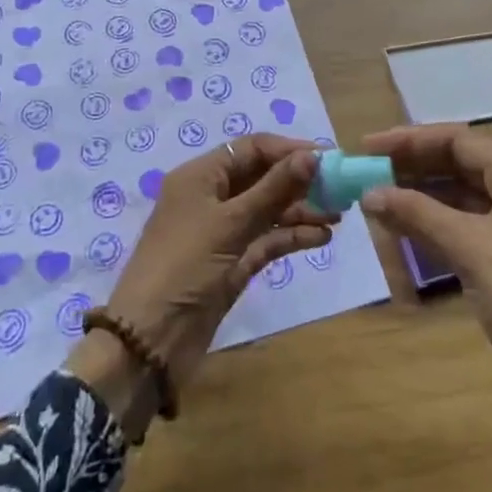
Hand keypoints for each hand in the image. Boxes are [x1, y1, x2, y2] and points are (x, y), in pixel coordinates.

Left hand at [67, 135, 330, 437]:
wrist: (151, 341)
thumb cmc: (185, 266)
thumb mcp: (230, 223)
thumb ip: (273, 189)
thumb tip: (312, 155)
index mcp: (200, 176)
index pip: (251, 150)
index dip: (289, 150)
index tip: (328, 158)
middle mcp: (211, 197)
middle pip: (262, 178)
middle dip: (299, 181)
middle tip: (340, 188)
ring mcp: (223, 232)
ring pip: (268, 210)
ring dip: (301, 209)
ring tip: (338, 214)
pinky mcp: (233, 263)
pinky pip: (267, 239)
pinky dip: (292, 235)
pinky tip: (320, 237)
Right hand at [358, 124, 491, 491]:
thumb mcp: (470, 250)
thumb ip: (417, 213)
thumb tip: (370, 192)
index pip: (459, 140)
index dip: (409, 141)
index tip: (367, 148)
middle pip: (465, 165)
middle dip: (415, 170)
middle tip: (369, 175)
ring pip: (470, 198)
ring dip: (427, 199)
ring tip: (382, 202)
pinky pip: (480, 226)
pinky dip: (446, 226)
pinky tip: (413, 232)